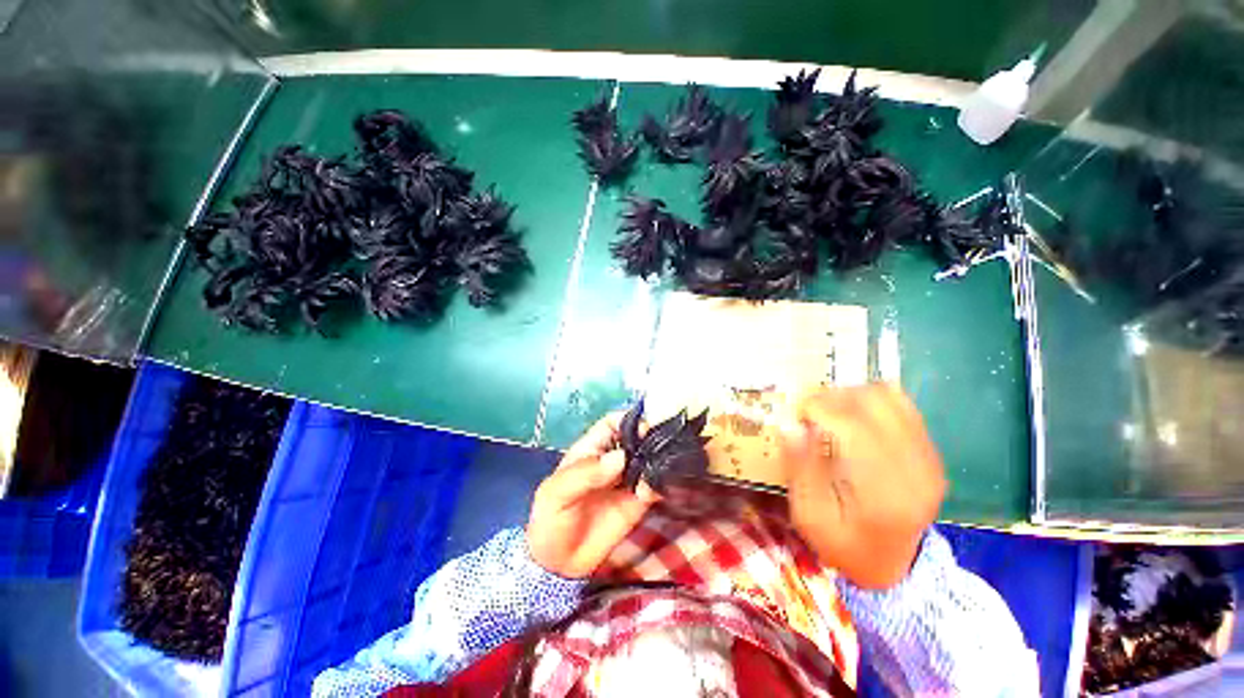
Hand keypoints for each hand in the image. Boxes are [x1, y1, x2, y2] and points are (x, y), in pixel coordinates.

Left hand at [527, 414, 658, 578]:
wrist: (557, 565)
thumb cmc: (550, 520)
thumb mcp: (556, 493)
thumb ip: (585, 473)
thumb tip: (620, 457)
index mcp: (591, 450)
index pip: (612, 424)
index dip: (628, 419)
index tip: (644, 424)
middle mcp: (612, 461)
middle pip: (636, 439)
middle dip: (649, 437)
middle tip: (660, 443)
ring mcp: (626, 481)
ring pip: (648, 460)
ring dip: (657, 460)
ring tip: (658, 467)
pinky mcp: (637, 503)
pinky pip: (653, 487)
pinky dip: (658, 485)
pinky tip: (651, 491)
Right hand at [780, 384, 945, 589]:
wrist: (892, 565)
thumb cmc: (844, 544)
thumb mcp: (809, 517)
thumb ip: (800, 470)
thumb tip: (789, 424)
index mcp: (883, 494)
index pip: (853, 427)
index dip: (819, 408)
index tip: (797, 413)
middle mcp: (916, 471)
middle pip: (873, 403)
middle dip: (832, 398)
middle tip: (811, 413)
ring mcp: (929, 459)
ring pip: (889, 397)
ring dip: (851, 395)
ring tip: (830, 413)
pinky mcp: (931, 452)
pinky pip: (902, 405)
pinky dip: (872, 401)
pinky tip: (854, 416)